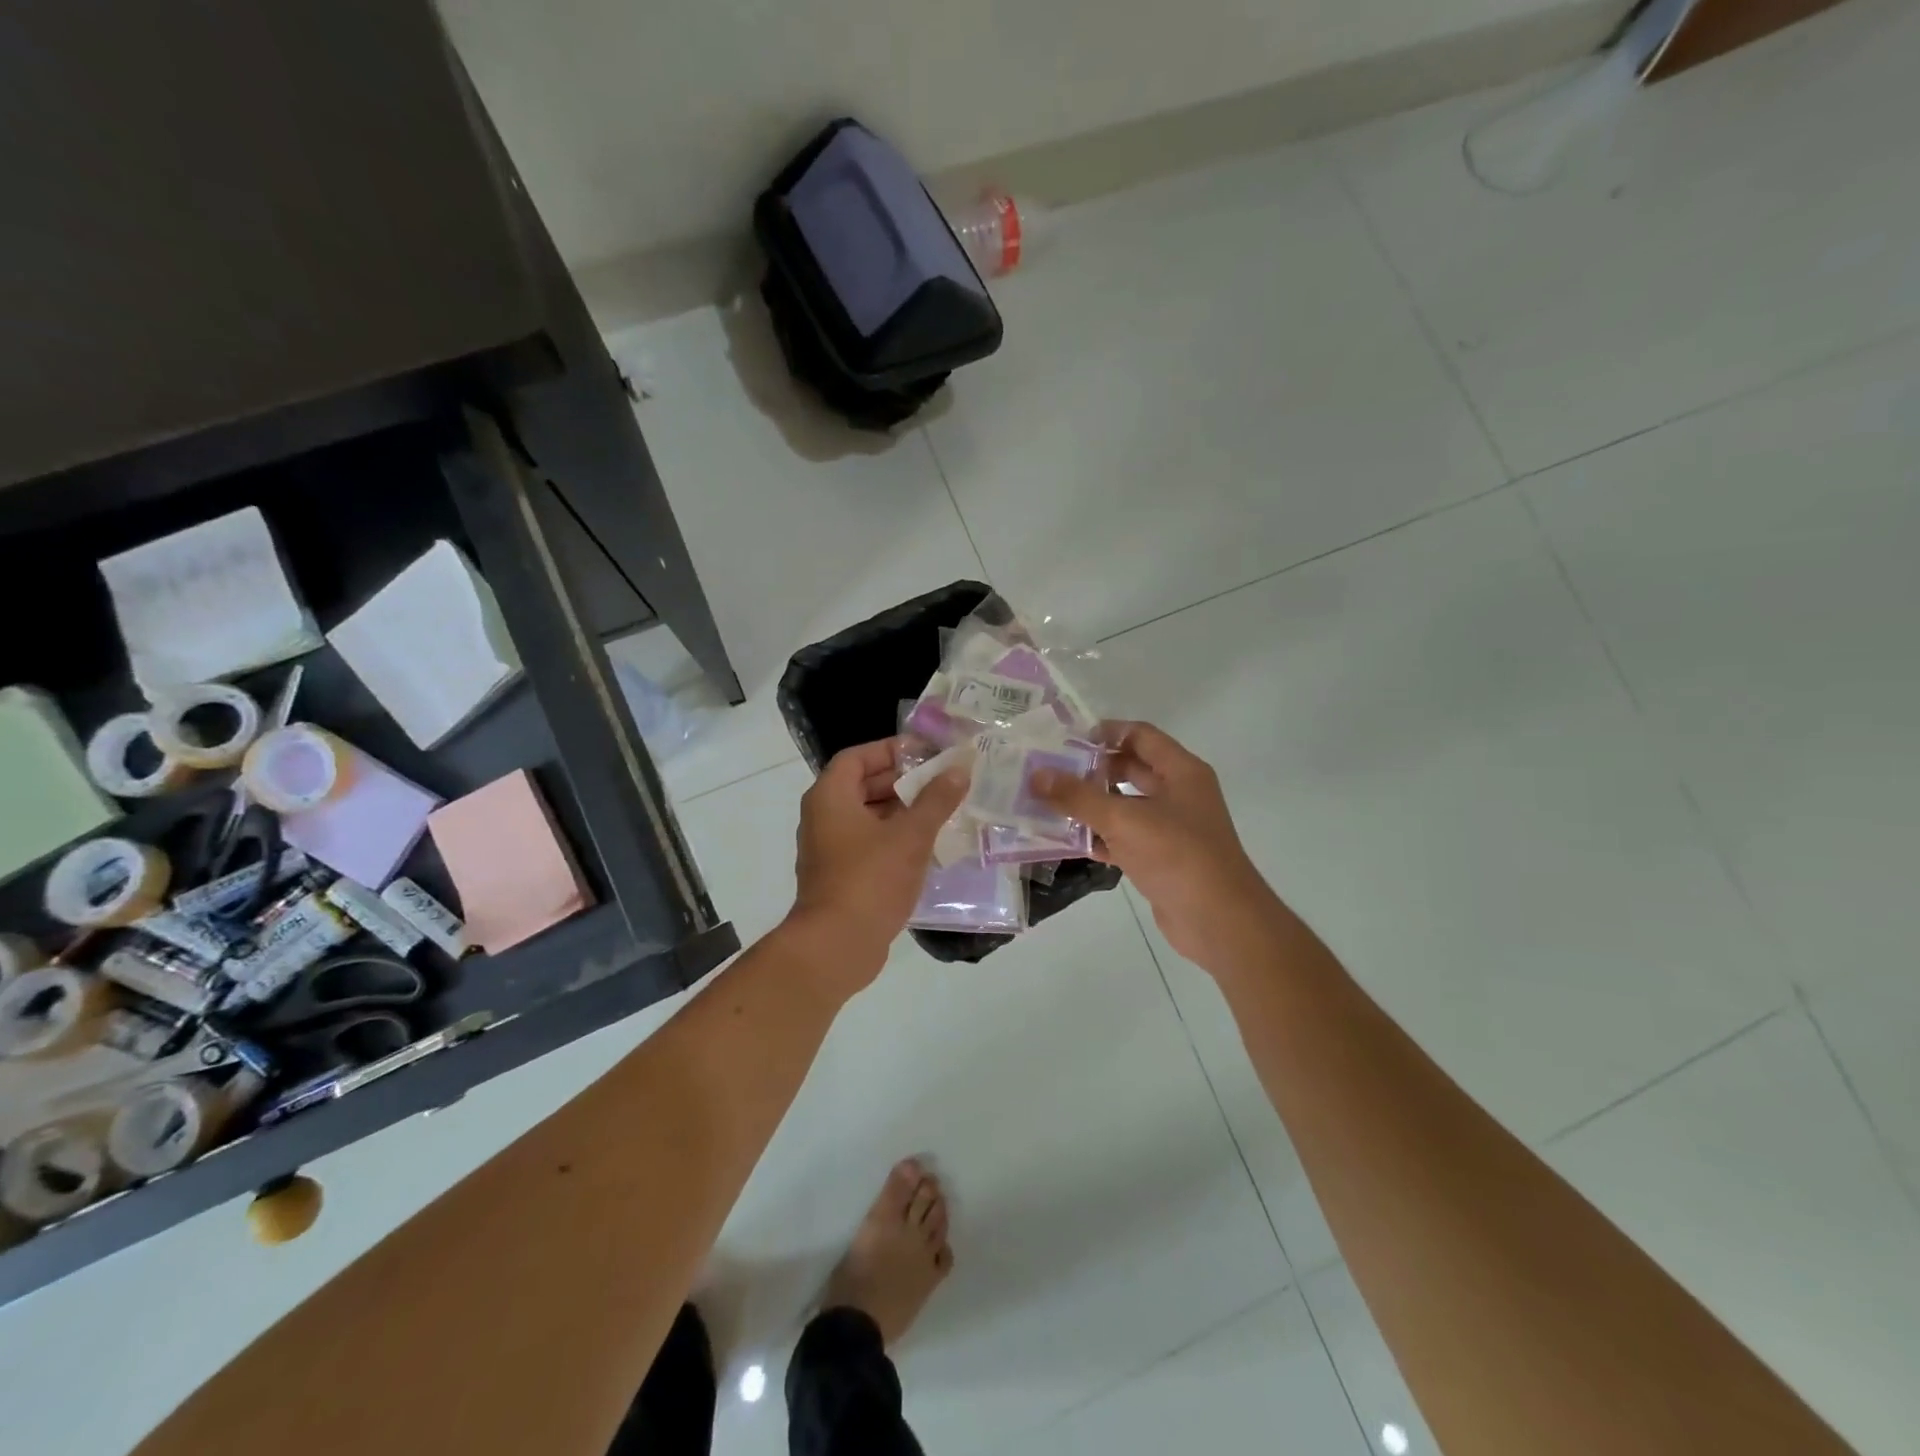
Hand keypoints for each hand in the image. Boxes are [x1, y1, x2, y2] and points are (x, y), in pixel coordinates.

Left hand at [787, 738, 969, 984]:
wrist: (836, 946)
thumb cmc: (870, 879)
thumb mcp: (911, 835)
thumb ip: (936, 799)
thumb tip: (959, 770)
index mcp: (830, 797)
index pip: (857, 757)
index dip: (891, 750)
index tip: (926, 754)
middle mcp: (823, 817)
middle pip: (862, 785)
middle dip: (901, 781)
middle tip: (940, 781)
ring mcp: (829, 849)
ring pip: (867, 817)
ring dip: (901, 812)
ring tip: (941, 811)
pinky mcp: (840, 876)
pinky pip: (868, 844)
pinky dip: (893, 839)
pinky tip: (926, 847)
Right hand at [1034, 722, 1281, 975]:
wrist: (1218, 921)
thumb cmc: (1176, 855)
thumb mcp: (1123, 819)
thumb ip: (1078, 796)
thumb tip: (1036, 775)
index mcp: (1181, 771)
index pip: (1140, 735)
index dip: (1104, 732)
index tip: (1065, 740)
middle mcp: (1179, 793)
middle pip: (1130, 769)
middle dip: (1092, 770)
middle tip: (1050, 772)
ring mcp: (1171, 828)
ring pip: (1125, 806)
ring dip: (1091, 806)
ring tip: (1049, 804)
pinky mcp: (1161, 859)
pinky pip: (1125, 838)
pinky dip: (1099, 838)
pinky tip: (1068, 841)